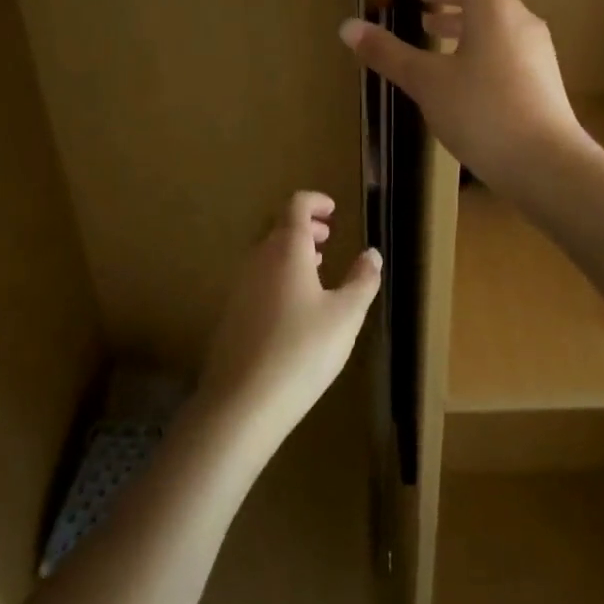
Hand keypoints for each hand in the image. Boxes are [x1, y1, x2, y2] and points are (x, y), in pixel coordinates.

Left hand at [200, 193, 381, 443]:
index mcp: (286, 250)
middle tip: (328, 237)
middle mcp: (258, 259)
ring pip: (266, 254)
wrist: (243, 401)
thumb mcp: (345, 316)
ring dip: (291, 252)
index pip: (295, 206)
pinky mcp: (231, 314)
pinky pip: (258, 279)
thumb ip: (362, 281)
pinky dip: (278, 275)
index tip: (333, 210)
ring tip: (316, 268)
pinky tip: (294, 306)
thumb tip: (372, 254)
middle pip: (278, 228)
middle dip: (305, 227)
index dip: (315, 201)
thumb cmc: (302, 350)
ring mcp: (240, 287)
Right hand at [338, 0, 584, 190]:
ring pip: (493, 19)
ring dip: (460, 19)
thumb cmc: (483, 113)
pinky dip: (474, 43)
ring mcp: (534, 51)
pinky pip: (502, 44)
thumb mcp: (427, 82)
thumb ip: (388, 53)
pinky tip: (454, 73)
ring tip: (428, 32)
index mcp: (494, 7)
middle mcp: (519, 20)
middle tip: (415, 1)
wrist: (547, 166)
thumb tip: (348, 26)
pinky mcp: (538, 79)